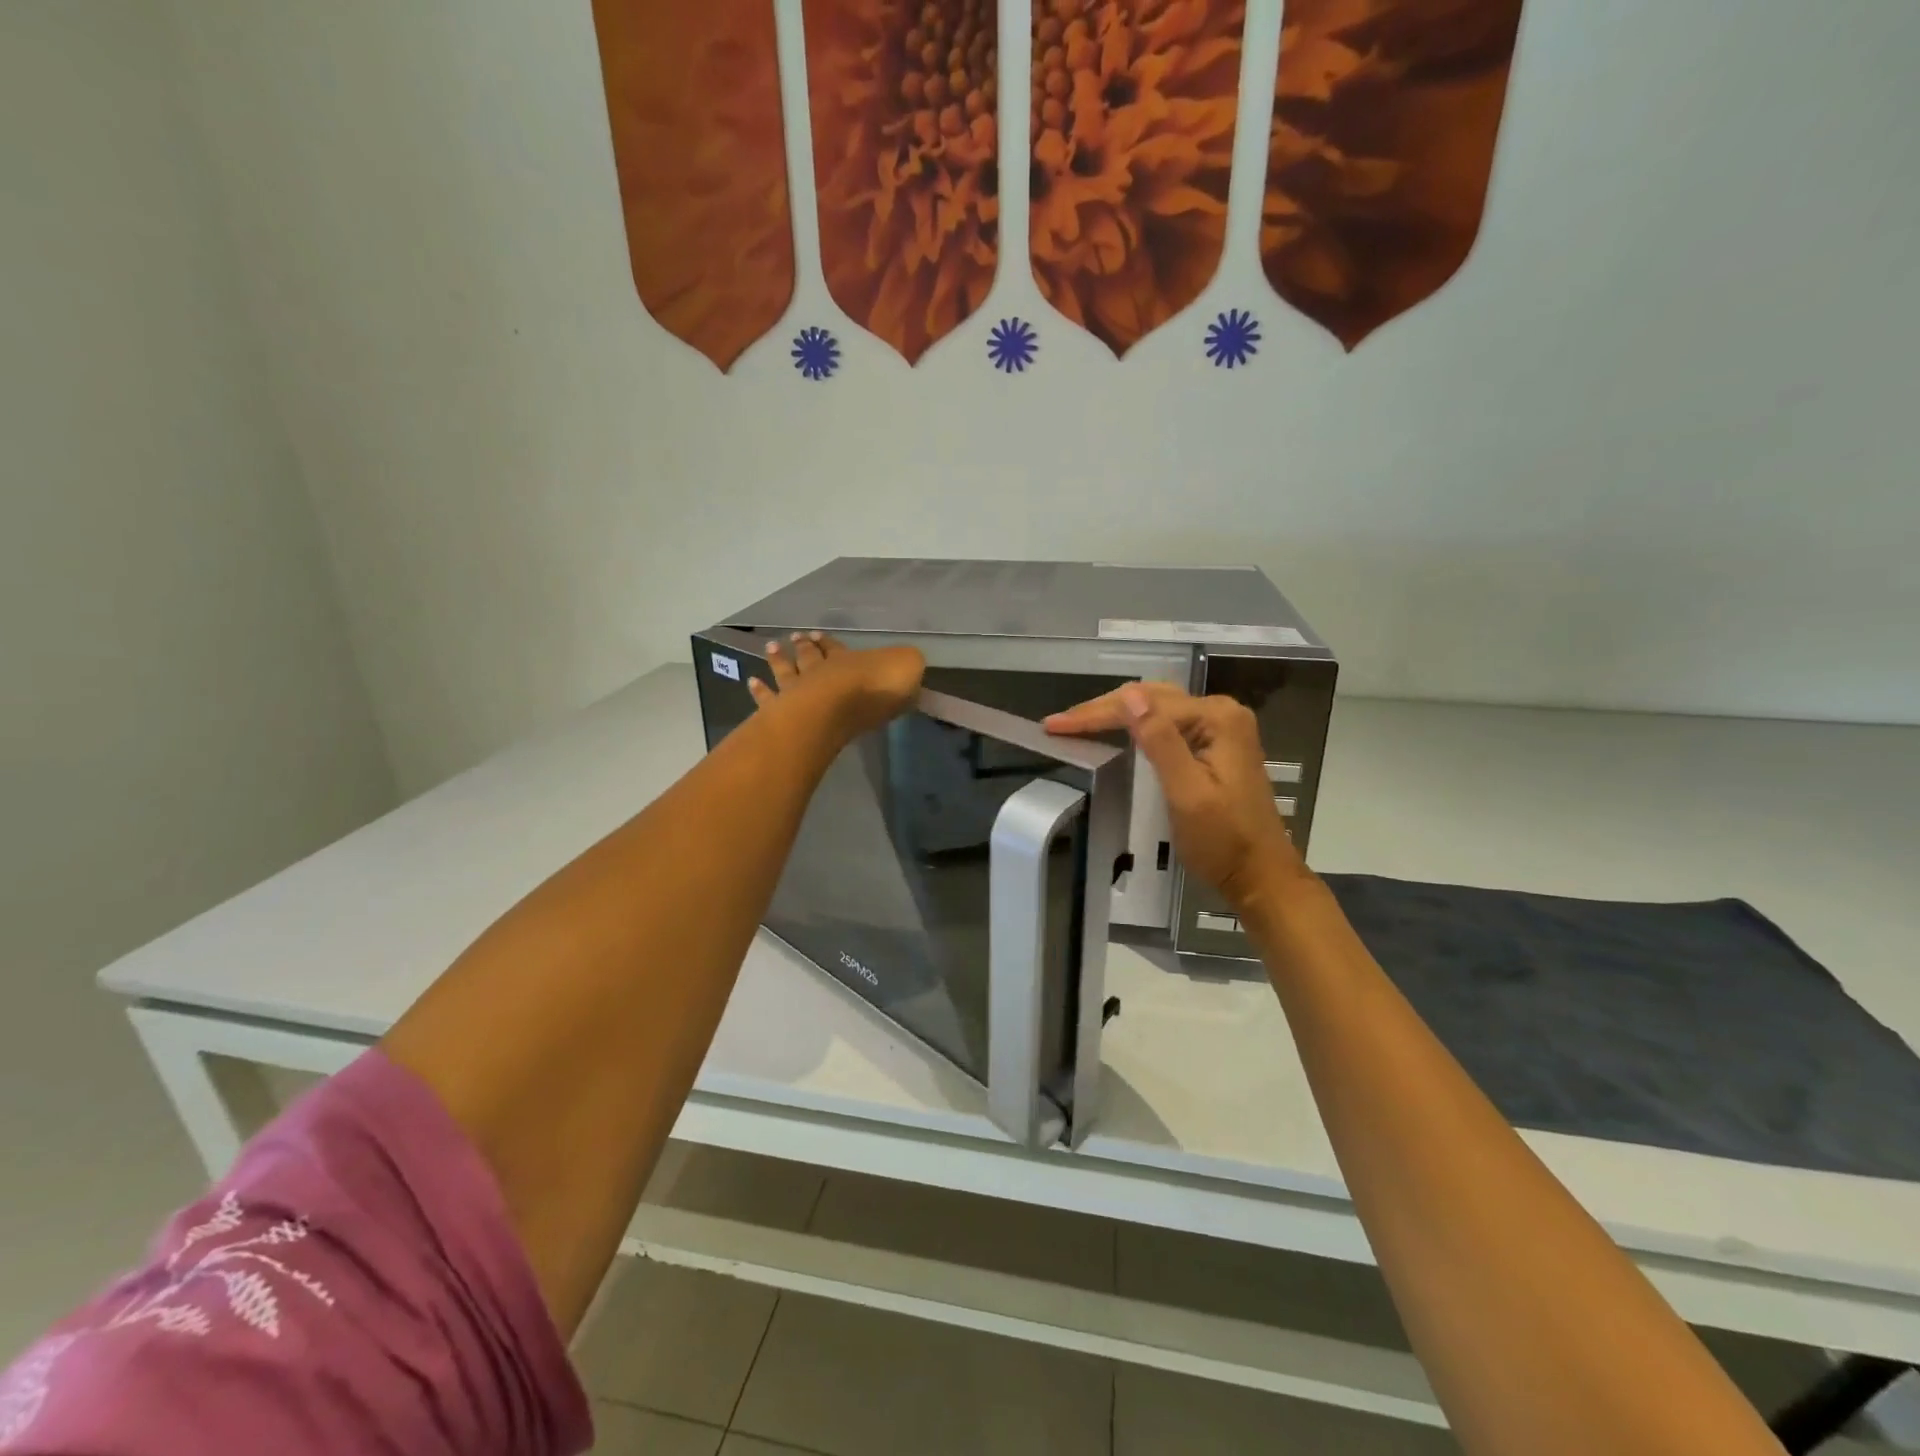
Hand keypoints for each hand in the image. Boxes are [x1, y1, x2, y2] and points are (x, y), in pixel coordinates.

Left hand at [748, 632, 925, 741]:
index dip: (828, 643)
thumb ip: (906, 665)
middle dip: (802, 648)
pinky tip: (752, 683)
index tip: (816, 635)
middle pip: (809, 658)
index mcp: (849, 661)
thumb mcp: (906, 669)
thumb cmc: (874, 690)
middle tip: (792, 639)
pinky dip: (760, 691)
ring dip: (778, 661)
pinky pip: (768, 699)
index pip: (837, 649)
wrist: (838, 709)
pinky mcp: (782, 711)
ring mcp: (798, 691)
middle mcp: (820, 672)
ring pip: (786, 672)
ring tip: (770, 649)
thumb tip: (908, 663)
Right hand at [1046, 683, 1309, 915]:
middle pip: (1151, 698)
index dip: (1096, 714)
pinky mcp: (1216, 746)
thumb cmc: (1223, 842)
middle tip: (1058, 724)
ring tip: (1077, 722)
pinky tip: (1115, 730)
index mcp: (1216, 718)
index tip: (1055, 726)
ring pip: (1158, 708)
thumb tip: (1129, 696)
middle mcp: (1221, 713)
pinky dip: (1136, 726)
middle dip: (1102, 709)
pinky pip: (1168, 724)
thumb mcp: (1187, 793)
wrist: (1261, 876)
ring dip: (1116, 714)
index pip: (1144, 705)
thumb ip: (1160, 741)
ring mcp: (1221, 729)